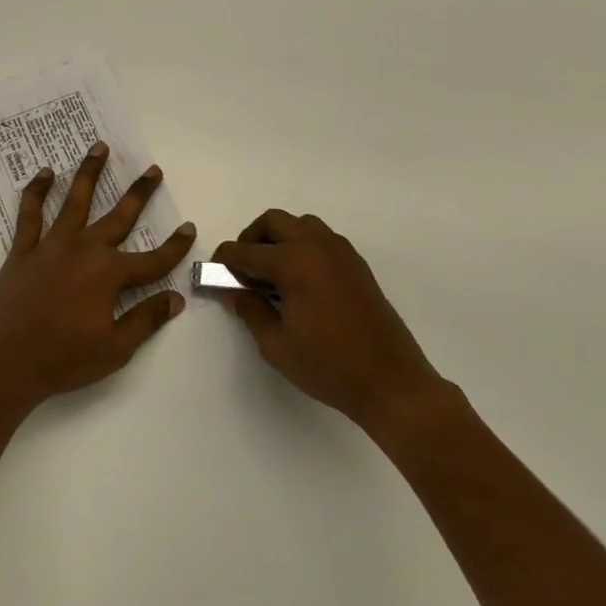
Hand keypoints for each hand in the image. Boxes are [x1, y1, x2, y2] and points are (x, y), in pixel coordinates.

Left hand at [0, 141, 193, 416]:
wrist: (5, 362)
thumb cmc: (63, 359)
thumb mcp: (115, 349)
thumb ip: (146, 320)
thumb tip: (176, 297)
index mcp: (109, 275)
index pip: (153, 260)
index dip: (174, 246)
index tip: (189, 228)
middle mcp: (84, 250)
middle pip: (119, 217)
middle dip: (139, 193)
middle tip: (152, 170)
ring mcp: (51, 246)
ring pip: (76, 201)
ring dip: (89, 173)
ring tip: (99, 147)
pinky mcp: (23, 250)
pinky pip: (30, 213)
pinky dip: (37, 191)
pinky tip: (45, 173)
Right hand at [213, 210, 446, 428]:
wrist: (391, 383)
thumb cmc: (329, 367)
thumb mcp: (276, 345)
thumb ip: (250, 310)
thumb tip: (233, 290)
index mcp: (293, 263)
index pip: (245, 251)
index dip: (224, 260)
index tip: (214, 272)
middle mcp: (316, 246)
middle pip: (273, 221)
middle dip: (251, 239)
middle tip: (242, 268)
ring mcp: (340, 252)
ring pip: (300, 224)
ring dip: (279, 238)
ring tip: (272, 273)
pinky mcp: (356, 264)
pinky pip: (321, 238)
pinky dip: (302, 246)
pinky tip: (299, 281)